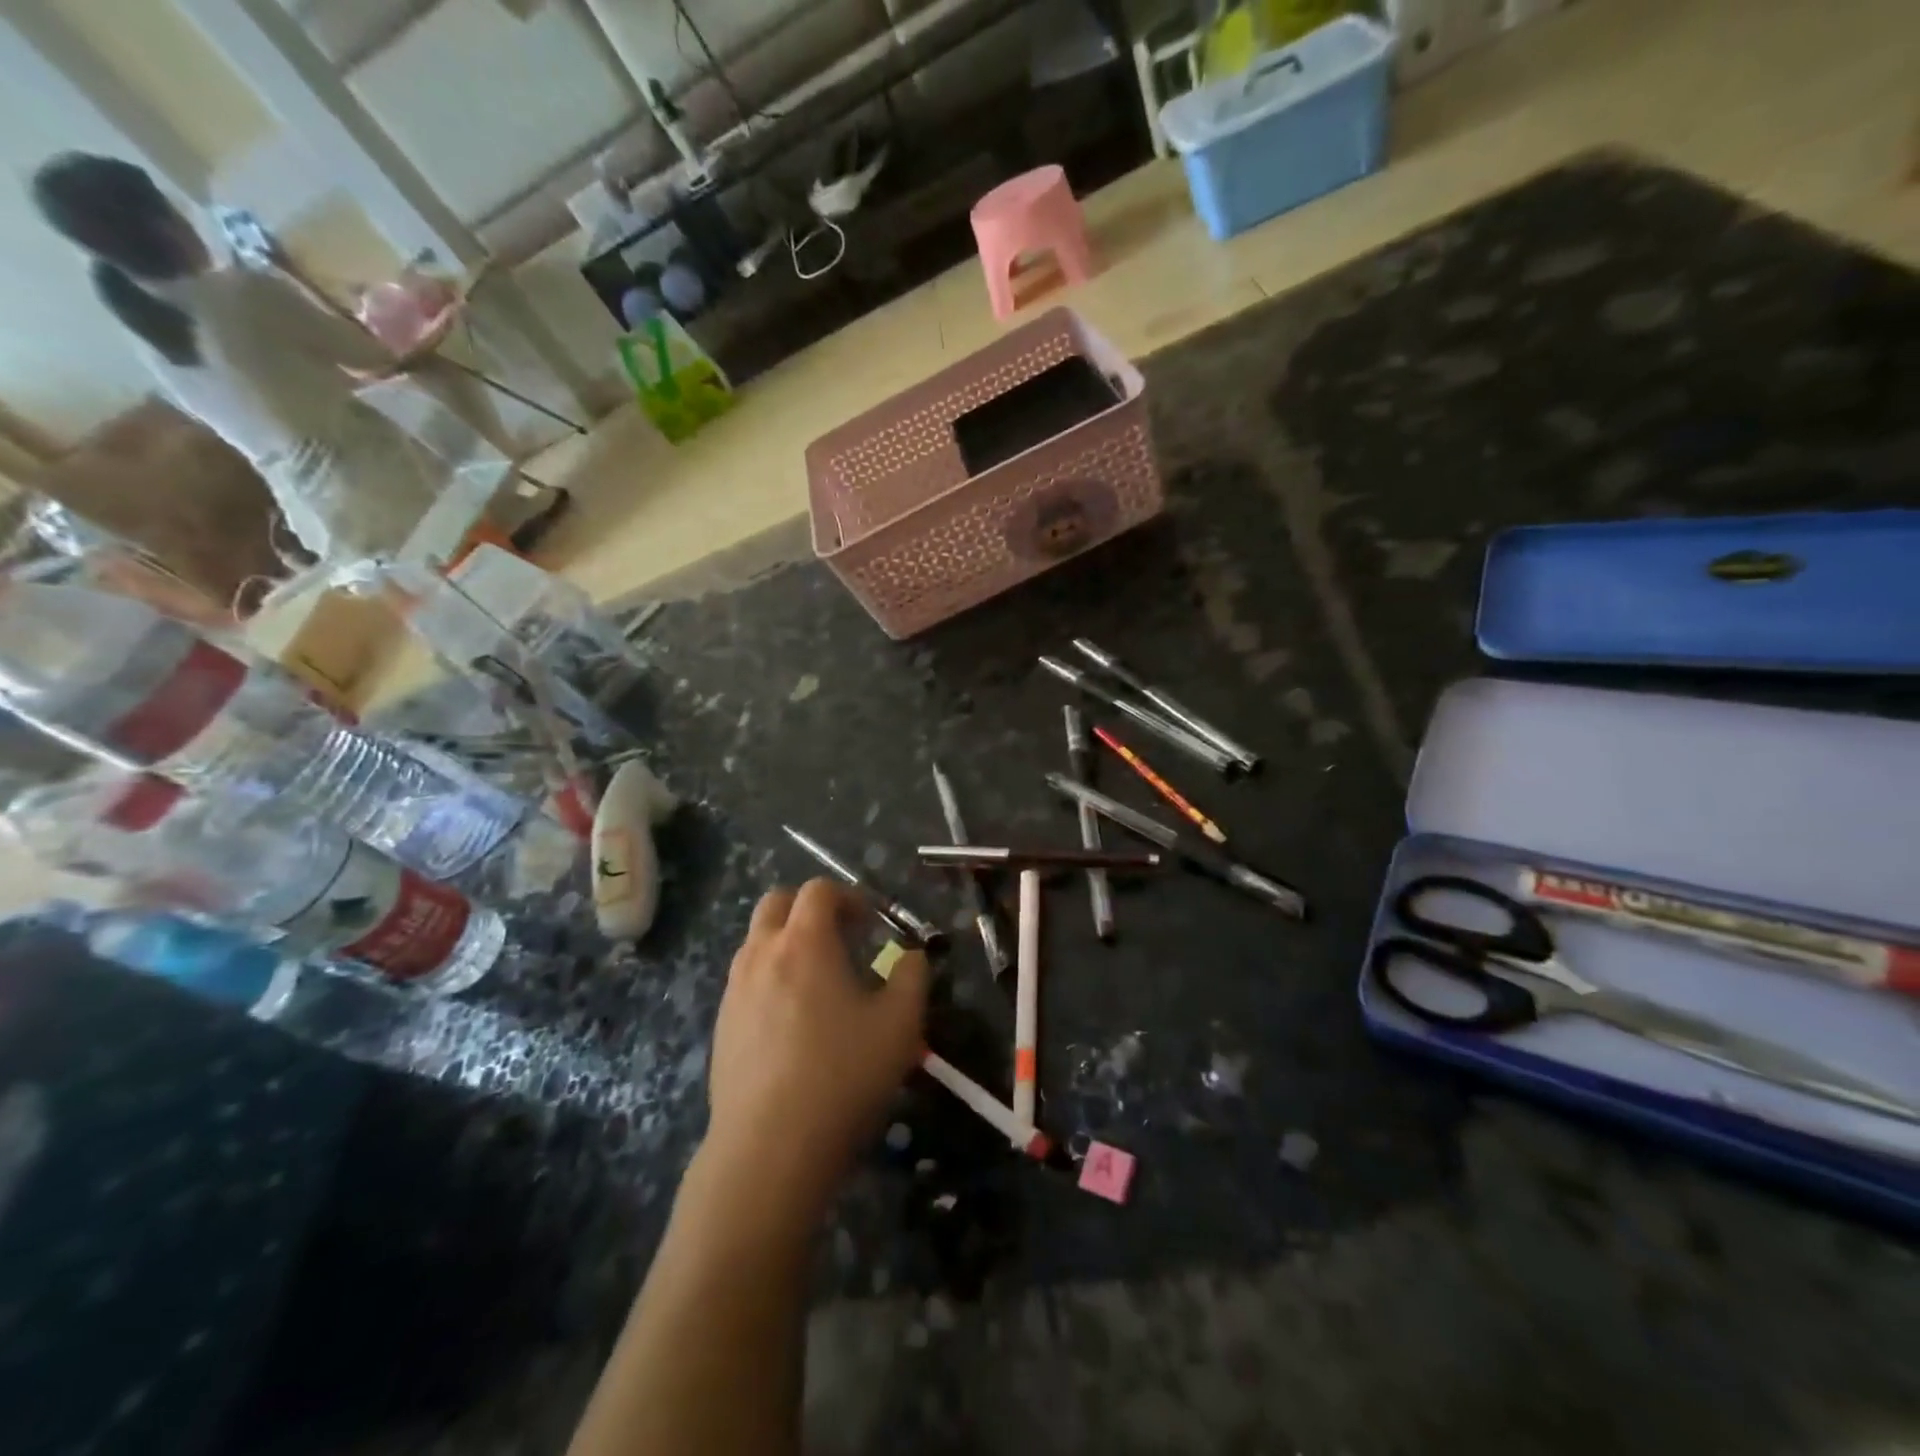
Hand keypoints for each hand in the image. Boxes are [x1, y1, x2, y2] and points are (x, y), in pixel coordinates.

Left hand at [700, 879, 929, 1224]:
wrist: (769, 1148)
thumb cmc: (842, 1075)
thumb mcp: (900, 1024)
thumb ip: (912, 977)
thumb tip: (911, 957)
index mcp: (804, 942)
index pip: (819, 890)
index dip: (849, 896)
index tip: (872, 923)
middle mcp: (762, 953)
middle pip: (776, 903)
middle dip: (809, 908)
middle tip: (840, 937)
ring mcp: (735, 990)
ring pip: (756, 941)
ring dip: (787, 942)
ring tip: (818, 981)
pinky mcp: (721, 1025)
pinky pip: (746, 980)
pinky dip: (770, 978)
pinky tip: (792, 1021)